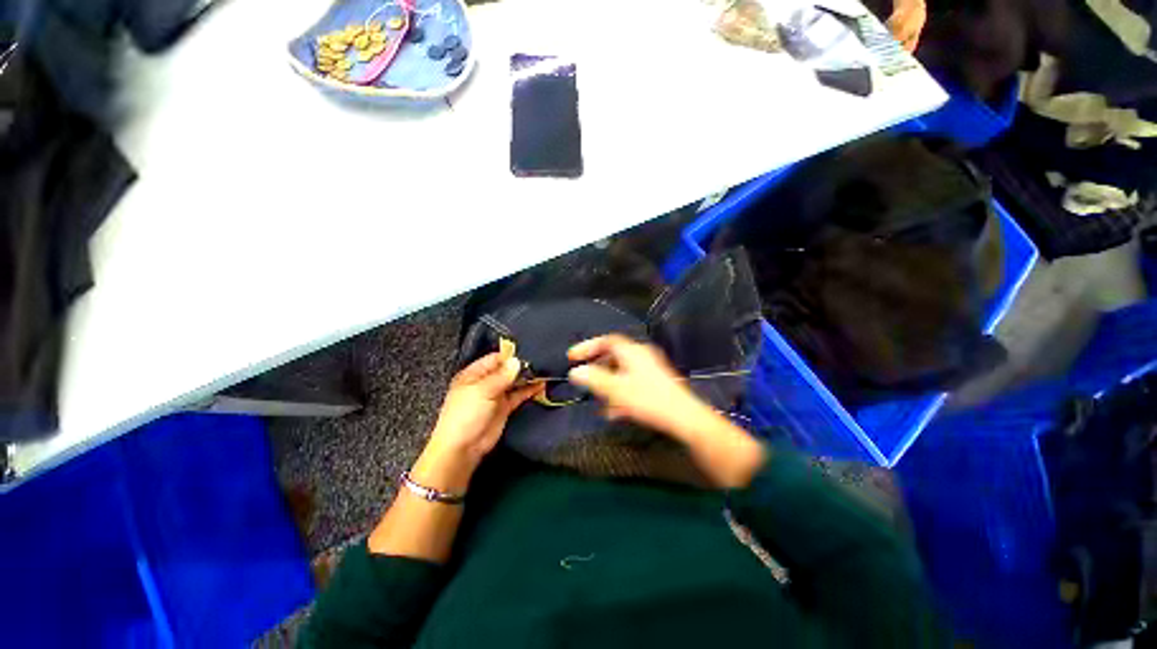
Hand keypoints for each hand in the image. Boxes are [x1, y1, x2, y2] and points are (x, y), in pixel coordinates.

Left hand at [413, 353, 540, 491]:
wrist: (463, 449)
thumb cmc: (466, 414)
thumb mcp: (482, 391)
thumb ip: (502, 375)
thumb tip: (517, 361)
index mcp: (474, 374)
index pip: (495, 358)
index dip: (511, 355)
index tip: (529, 351)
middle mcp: (485, 382)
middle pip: (506, 369)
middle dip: (521, 365)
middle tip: (541, 360)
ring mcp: (496, 395)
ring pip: (514, 382)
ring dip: (527, 377)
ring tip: (545, 370)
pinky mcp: (505, 407)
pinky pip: (519, 395)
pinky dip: (529, 390)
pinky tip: (542, 384)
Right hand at [566, 335, 714, 441]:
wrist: (684, 418)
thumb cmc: (648, 399)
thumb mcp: (616, 389)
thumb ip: (593, 379)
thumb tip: (575, 371)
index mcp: (632, 351)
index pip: (606, 341)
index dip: (587, 346)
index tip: (572, 357)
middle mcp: (642, 355)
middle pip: (613, 356)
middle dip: (596, 367)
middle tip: (584, 377)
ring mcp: (650, 369)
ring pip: (622, 371)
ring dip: (608, 383)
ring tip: (598, 400)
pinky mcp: (656, 383)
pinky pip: (631, 382)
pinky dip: (620, 392)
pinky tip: (614, 410)